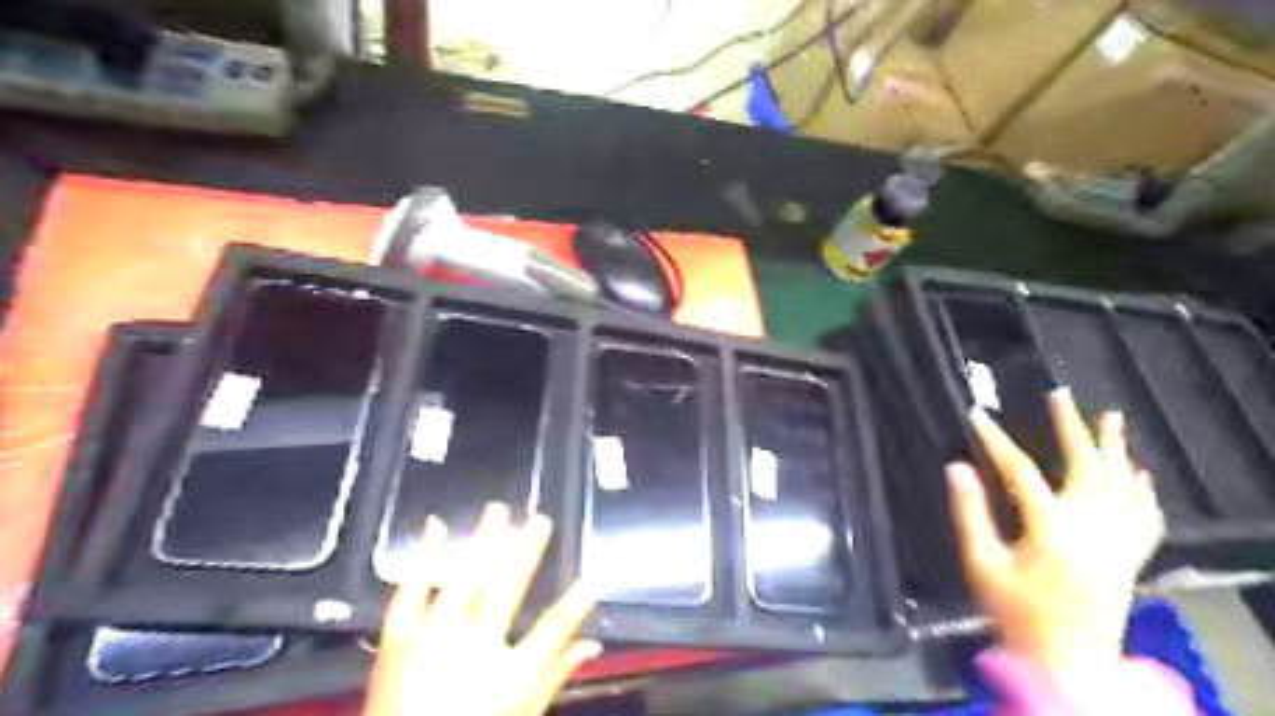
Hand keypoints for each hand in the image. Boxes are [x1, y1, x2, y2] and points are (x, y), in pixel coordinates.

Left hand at [363, 504, 603, 715]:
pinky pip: (411, 590)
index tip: (592, 581)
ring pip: (463, 577)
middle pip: (507, 587)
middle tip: (541, 520)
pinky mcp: (398, 637)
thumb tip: (591, 646)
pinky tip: (435, 526)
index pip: (552, 629)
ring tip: (498, 510)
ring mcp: (431, 636)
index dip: (575, 604)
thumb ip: (553, 680)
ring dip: (482, 540)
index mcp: (505, 672)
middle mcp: (471, 644)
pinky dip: (423, 556)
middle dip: (527, 550)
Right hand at [945, 389, 1162, 677]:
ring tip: (1112, 416)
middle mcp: (1092, 527)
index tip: (977, 415)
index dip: (995, 440)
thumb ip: (969, 513)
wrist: (1069, 661)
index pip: (1020, 470)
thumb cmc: (1016, 611)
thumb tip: (957, 468)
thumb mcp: (981, 564)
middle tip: (1060, 396)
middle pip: (1085, 466)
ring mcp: (1118, 541)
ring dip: (1116, 448)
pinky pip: (1146, 516)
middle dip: (1071, 428)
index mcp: (1051, 528)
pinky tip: (1140, 472)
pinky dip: (1143, 490)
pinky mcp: (1131, 557)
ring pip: (1122, 485)